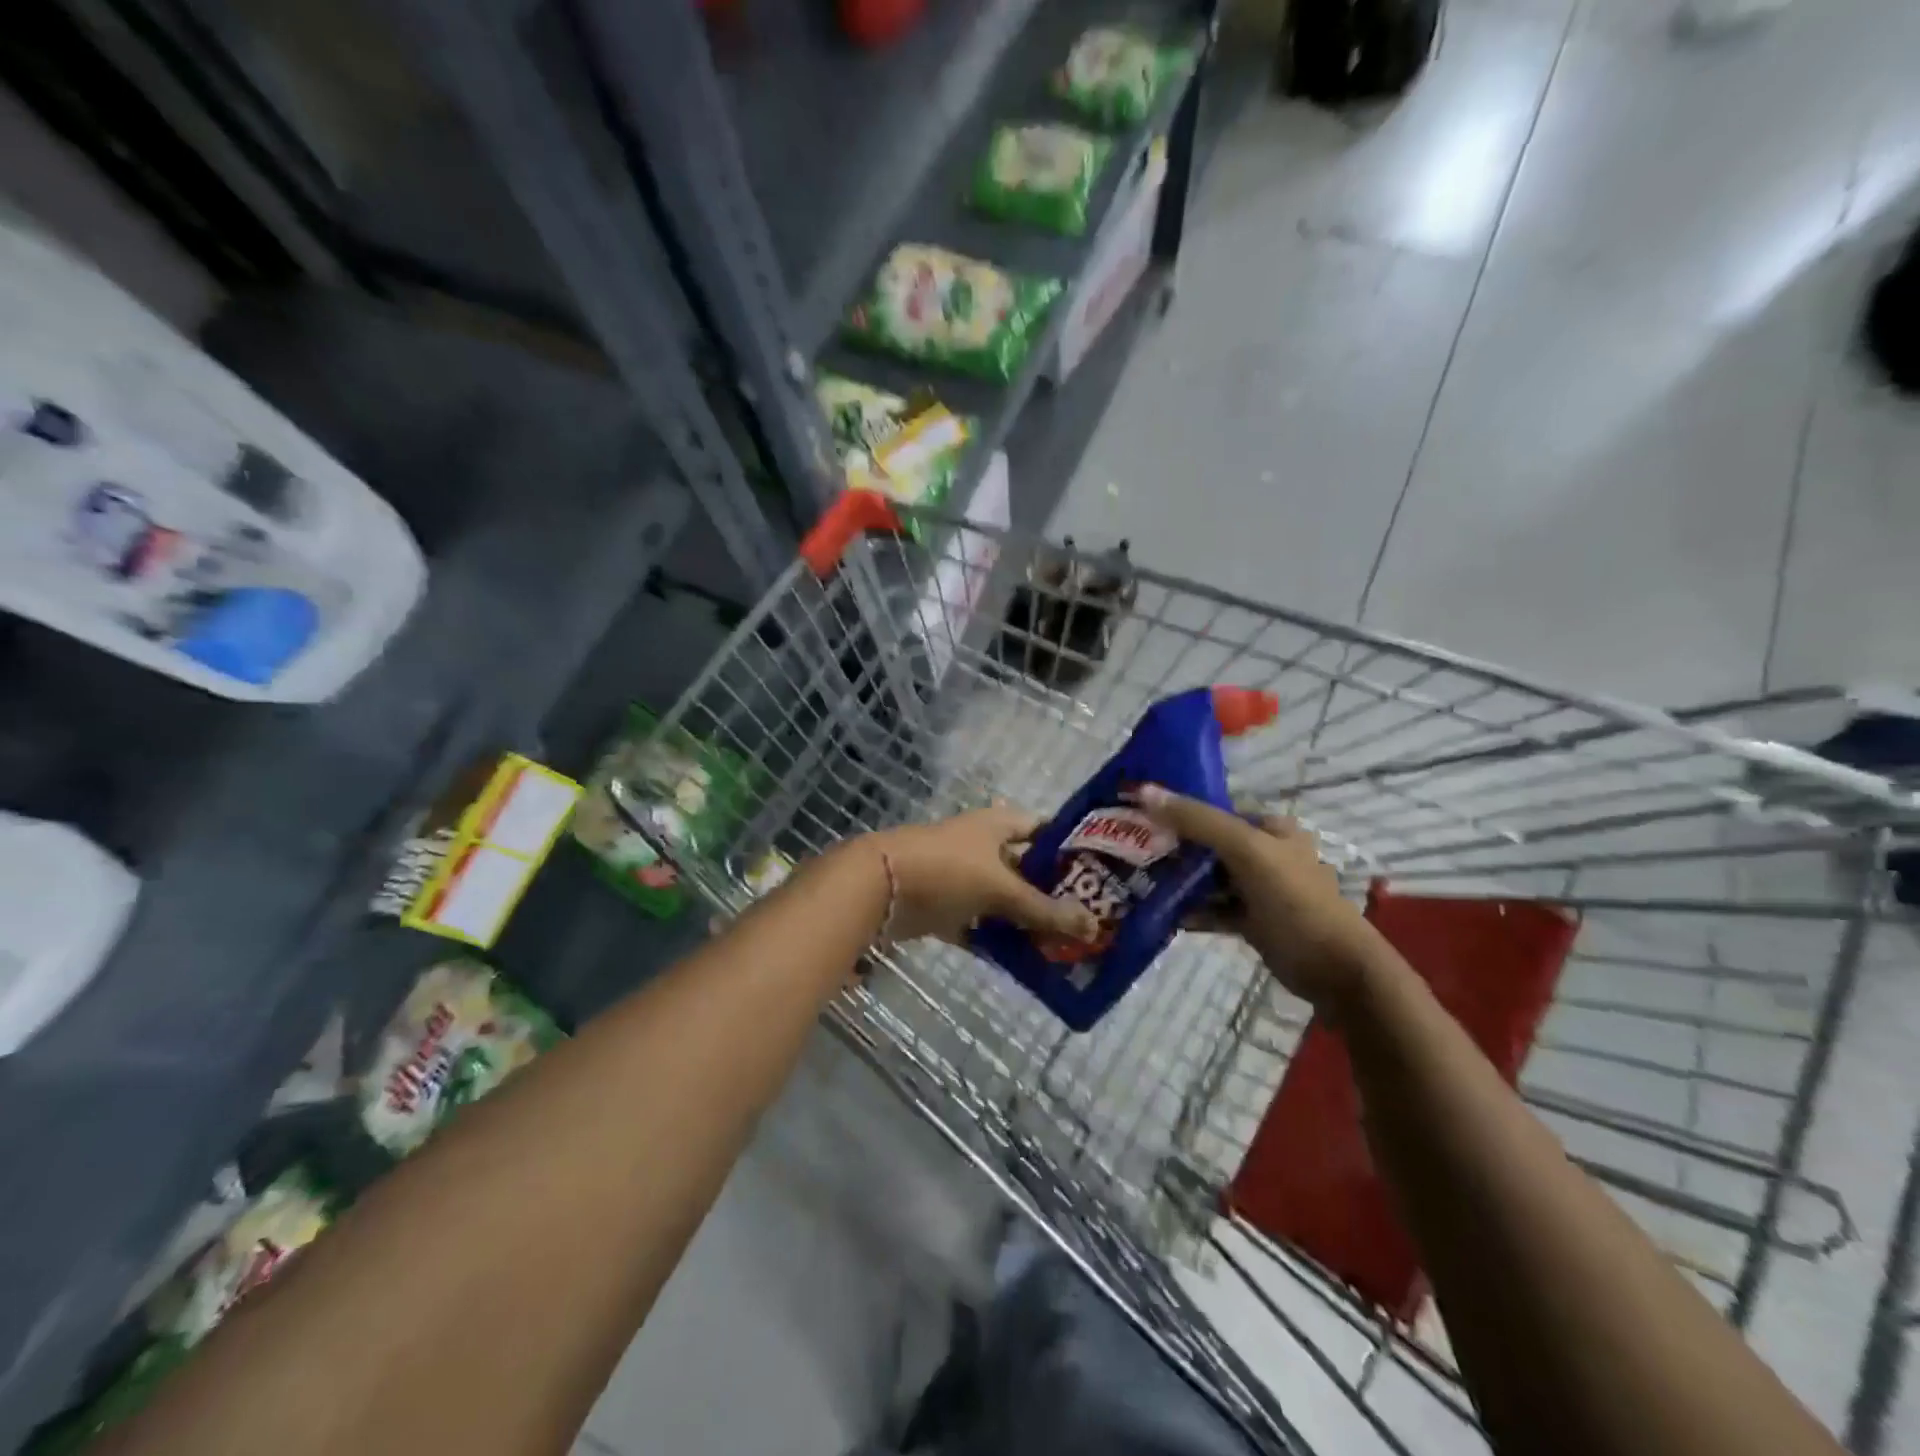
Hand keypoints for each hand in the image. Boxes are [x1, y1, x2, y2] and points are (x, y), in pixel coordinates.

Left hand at [862, 807, 1099, 945]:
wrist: (878, 888)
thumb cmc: (947, 871)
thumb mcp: (1001, 889)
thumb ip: (1044, 909)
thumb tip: (1094, 926)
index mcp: (997, 825)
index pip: (1043, 829)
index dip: (1069, 848)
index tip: (1098, 874)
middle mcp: (981, 845)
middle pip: (1025, 868)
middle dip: (1051, 893)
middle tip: (1087, 919)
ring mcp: (960, 876)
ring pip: (1001, 899)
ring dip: (1024, 920)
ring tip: (1062, 945)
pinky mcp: (942, 906)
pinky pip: (977, 923)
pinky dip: (994, 939)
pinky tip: (1021, 961)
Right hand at [1134, 784, 1384, 1009]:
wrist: (1335, 970)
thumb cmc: (1294, 900)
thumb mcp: (1246, 851)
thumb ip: (1198, 820)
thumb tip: (1144, 790)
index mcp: (1270, 828)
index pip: (1216, 809)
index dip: (1178, 809)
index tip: (1137, 816)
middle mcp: (1264, 853)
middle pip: (1209, 844)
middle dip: (1173, 848)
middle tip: (1130, 851)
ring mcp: (1258, 889)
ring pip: (1209, 879)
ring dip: (1179, 882)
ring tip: (1138, 882)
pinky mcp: (1252, 921)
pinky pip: (1214, 909)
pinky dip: (1191, 911)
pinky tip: (1162, 915)